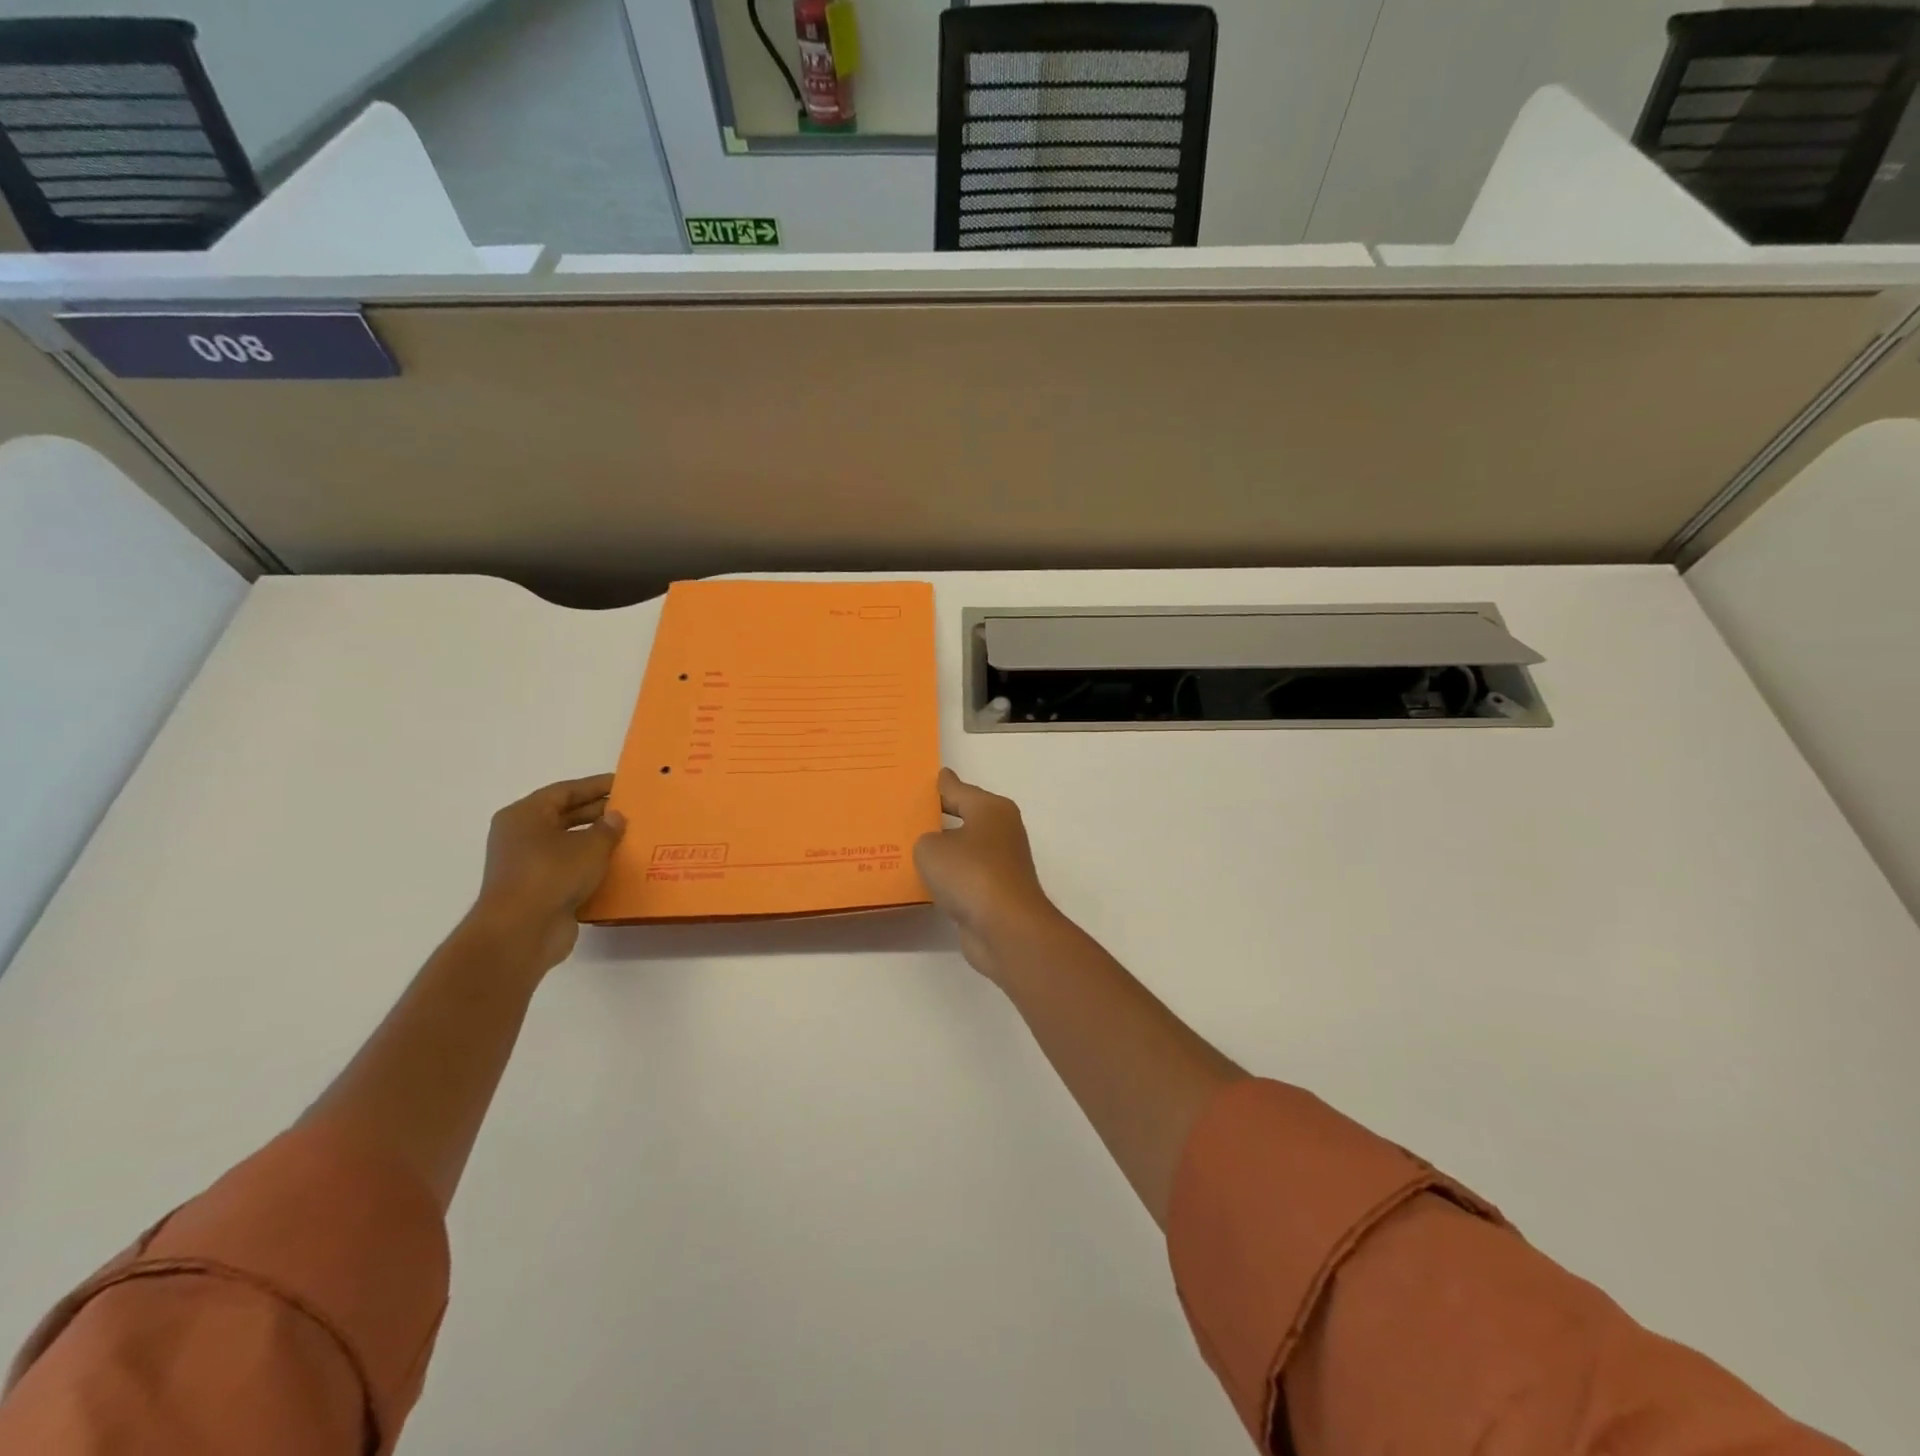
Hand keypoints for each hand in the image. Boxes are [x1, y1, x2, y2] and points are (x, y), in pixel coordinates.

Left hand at [468, 775, 626, 971]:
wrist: (521, 932)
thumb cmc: (552, 875)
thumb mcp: (590, 846)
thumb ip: (607, 828)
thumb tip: (615, 817)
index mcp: (525, 815)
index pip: (565, 791)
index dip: (596, 786)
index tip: (624, 783)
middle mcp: (521, 836)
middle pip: (564, 816)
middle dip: (598, 813)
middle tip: (632, 810)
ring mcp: (527, 865)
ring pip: (567, 844)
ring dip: (596, 841)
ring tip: (630, 837)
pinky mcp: (537, 890)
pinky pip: (568, 869)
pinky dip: (590, 866)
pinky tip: (616, 867)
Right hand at [914, 769, 1061, 979]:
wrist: (1006, 928)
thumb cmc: (970, 873)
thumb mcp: (932, 848)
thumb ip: (926, 838)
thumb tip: (936, 844)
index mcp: (991, 809)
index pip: (958, 789)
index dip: (939, 785)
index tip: (922, 779)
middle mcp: (1001, 831)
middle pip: (963, 818)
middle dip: (937, 818)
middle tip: (905, 815)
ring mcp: (1001, 863)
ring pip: (963, 850)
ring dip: (942, 852)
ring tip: (906, 849)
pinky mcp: (996, 893)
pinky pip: (964, 877)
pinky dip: (947, 879)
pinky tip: (923, 882)